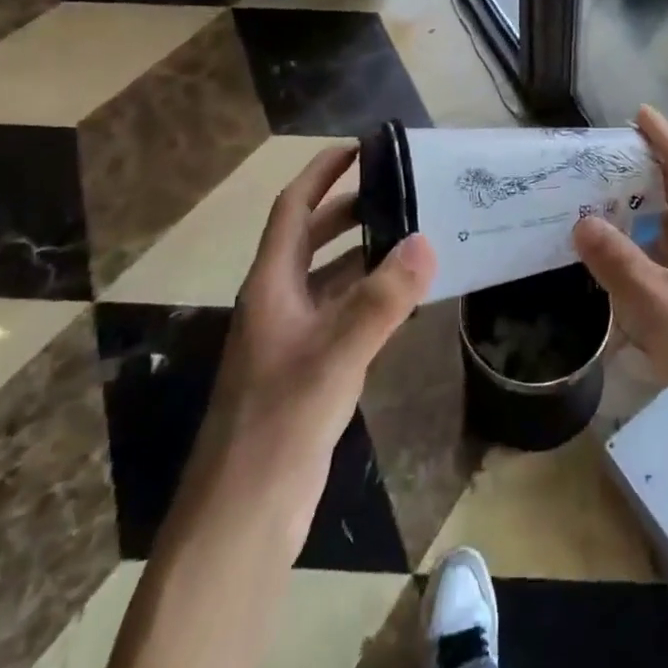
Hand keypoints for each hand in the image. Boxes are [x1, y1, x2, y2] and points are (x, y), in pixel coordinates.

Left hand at [205, 144, 435, 522]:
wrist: (241, 519)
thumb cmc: (278, 425)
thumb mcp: (334, 357)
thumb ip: (382, 300)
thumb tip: (426, 240)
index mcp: (271, 286)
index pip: (293, 210)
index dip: (321, 174)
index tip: (358, 148)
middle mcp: (277, 303)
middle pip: (311, 239)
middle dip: (349, 209)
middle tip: (398, 191)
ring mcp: (290, 339)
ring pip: (329, 278)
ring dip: (363, 254)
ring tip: (411, 237)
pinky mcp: (306, 371)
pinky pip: (341, 315)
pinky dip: (369, 297)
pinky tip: (403, 302)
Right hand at [574, 107, 667, 463]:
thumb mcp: (659, 309)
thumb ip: (617, 263)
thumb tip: (581, 220)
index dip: (661, 132)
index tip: (636, 111)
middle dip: (648, 164)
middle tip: (602, 159)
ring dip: (649, 204)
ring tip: (605, 201)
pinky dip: (656, 239)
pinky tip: (630, 257)